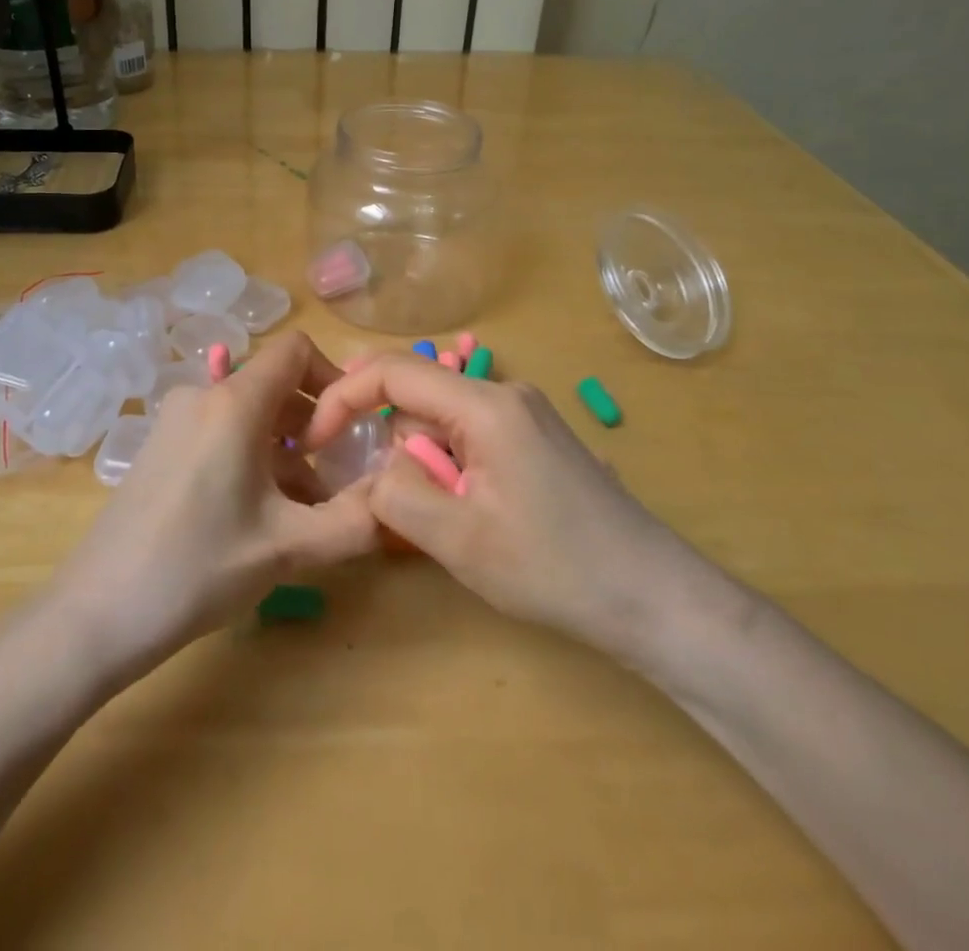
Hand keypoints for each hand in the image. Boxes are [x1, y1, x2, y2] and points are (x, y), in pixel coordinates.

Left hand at [46, 331, 377, 676]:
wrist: (95, 614)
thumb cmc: (197, 568)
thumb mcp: (288, 547)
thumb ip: (355, 521)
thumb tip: (397, 498)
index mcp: (233, 402)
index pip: (295, 350)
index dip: (334, 379)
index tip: (349, 430)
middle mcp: (201, 396)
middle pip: (274, 386)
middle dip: (313, 426)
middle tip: (334, 480)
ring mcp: (174, 421)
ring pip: (248, 415)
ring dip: (285, 450)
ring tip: (304, 510)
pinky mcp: (159, 448)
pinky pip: (220, 434)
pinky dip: (251, 458)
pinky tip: (260, 516)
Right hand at [304, 355, 731, 668]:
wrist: (654, 597)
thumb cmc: (554, 567)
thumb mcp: (458, 539)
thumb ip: (396, 494)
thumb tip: (375, 466)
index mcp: (485, 405)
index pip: (393, 372)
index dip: (342, 396)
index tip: (314, 441)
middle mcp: (505, 393)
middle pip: (418, 394)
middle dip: (388, 439)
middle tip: (384, 496)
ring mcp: (525, 414)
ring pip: (441, 420)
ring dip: (421, 461)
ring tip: (442, 519)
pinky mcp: (535, 439)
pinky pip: (469, 436)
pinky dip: (448, 466)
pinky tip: (468, 512)